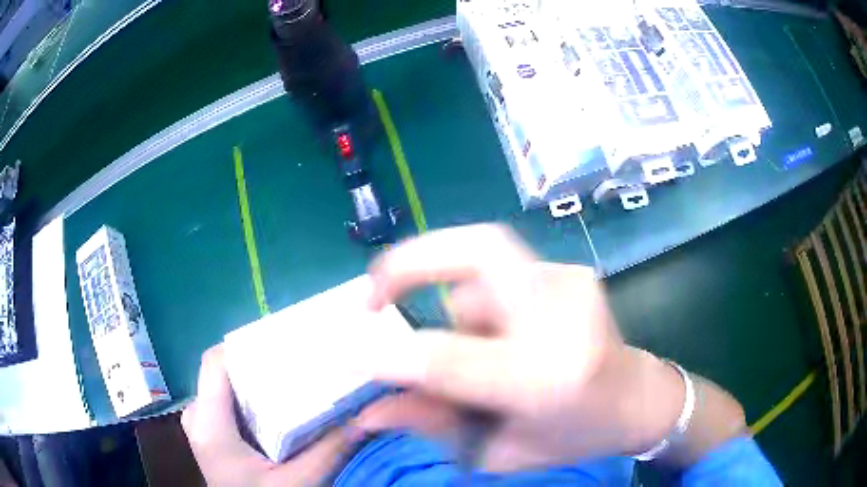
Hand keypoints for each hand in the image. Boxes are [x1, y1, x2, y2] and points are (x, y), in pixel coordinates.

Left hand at [182, 346, 353, 486]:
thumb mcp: (297, 483)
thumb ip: (329, 449)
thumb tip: (367, 415)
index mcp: (209, 424)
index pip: (216, 362)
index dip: (247, 344)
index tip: (287, 342)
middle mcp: (198, 415)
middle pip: (224, 370)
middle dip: (261, 361)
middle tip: (300, 360)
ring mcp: (203, 422)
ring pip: (228, 383)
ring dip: (259, 378)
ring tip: (294, 376)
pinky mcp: (212, 431)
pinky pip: (229, 399)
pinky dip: (254, 396)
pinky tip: (281, 403)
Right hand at [362, 224, 716, 470]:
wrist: (640, 400)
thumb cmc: (576, 436)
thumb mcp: (502, 450)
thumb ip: (434, 425)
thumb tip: (368, 409)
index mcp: (548, 380)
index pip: (451, 358)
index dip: (392, 353)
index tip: (352, 352)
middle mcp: (562, 317)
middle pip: (480, 250)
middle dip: (413, 260)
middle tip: (374, 291)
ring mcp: (571, 283)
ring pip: (483, 264)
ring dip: (455, 300)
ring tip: (478, 349)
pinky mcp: (571, 272)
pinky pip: (503, 272)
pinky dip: (482, 299)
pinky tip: (505, 335)